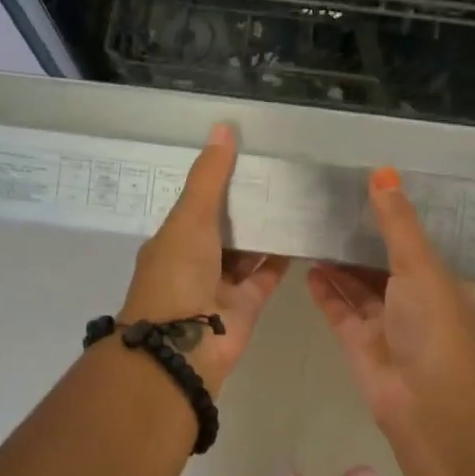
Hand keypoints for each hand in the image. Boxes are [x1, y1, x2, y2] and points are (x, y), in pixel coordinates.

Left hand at [120, 124, 288, 393]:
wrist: (184, 347)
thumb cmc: (177, 275)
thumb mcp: (190, 218)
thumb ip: (209, 177)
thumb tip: (223, 128)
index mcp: (173, 239)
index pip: (197, 203)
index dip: (217, 180)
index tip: (246, 155)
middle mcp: (195, 261)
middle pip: (224, 226)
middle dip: (246, 204)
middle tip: (280, 172)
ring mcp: (221, 285)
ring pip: (247, 250)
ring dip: (265, 229)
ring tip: (295, 196)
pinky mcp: (246, 305)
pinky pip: (266, 274)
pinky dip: (281, 257)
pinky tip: (302, 232)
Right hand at [308, 167, 474, 422]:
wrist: (426, 402)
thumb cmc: (432, 325)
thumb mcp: (418, 265)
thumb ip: (396, 222)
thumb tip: (382, 171)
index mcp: (435, 278)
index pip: (410, 240)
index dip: (388, 216)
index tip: (360, 188)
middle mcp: (411, 298)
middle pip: (379, 262)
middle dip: (356, 239)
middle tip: (324, 206)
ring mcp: (383, 322)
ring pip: (356, 285)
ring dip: (337, 263)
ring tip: (310, 231)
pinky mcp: (357, 342)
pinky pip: (338, 308)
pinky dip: (324, 290)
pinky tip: (308, 266)